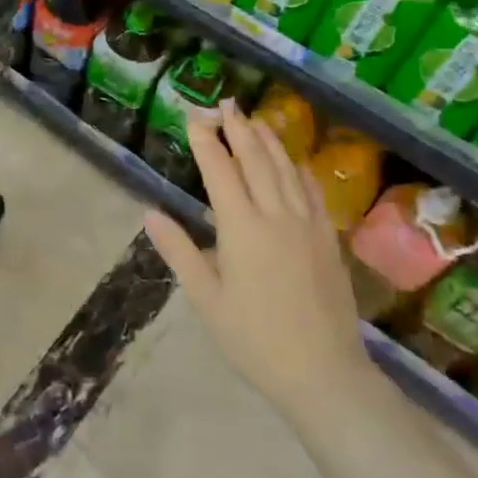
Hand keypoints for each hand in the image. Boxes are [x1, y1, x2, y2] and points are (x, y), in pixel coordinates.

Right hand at [145, 100, 370, 410]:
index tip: (195, 115)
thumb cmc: (254, 339)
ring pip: (286, 169)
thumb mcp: (206, 299)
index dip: (206, 140)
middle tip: (226, 104)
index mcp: (241, 228)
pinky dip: (298, 169)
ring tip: (254, 119)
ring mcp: (307, 224)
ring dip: (268, 140)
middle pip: (255, 159)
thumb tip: (150, 214)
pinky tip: (293, 161)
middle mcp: (276, 215)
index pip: (220, 170)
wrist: (323, 373)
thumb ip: (179, 251)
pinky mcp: (327, 238)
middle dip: (238, 128)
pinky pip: (312, 191)